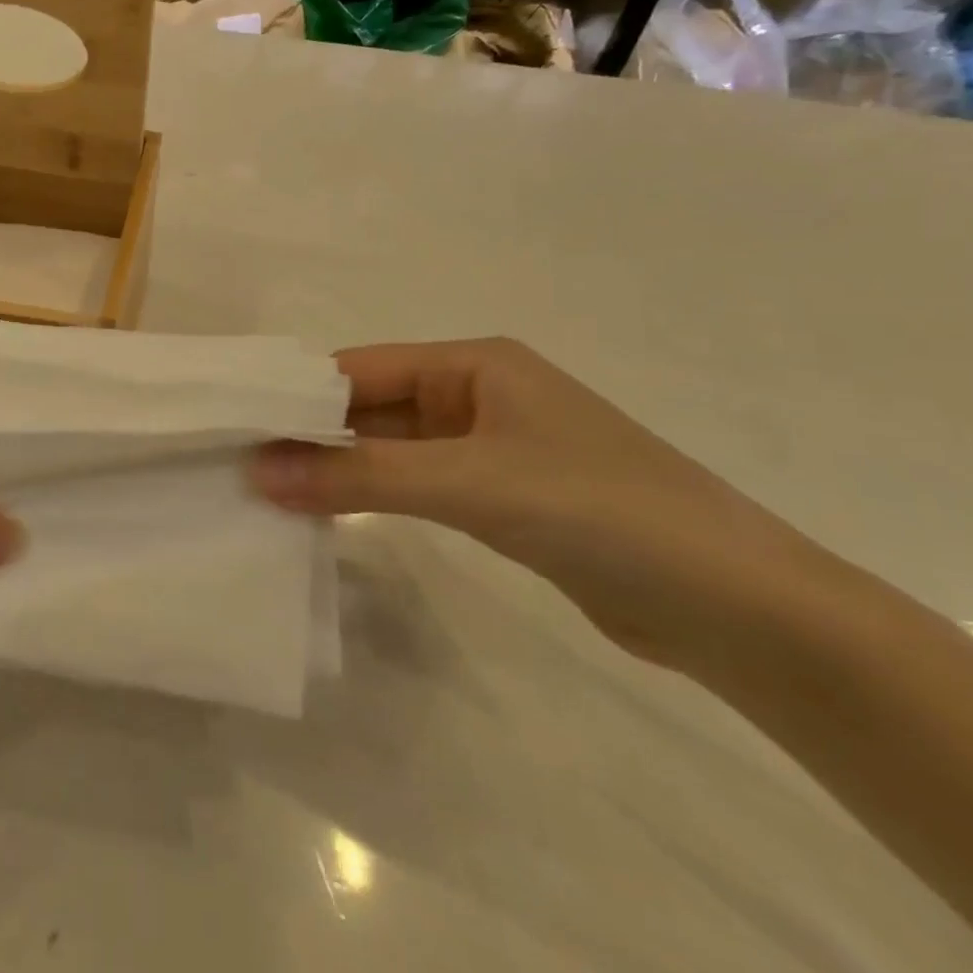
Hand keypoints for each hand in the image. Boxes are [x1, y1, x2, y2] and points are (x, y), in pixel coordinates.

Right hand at [251, 338, 830, 664]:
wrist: (736, 608)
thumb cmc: (599, 510)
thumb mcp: (469, 482)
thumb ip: (359, 475)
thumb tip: (257, 472)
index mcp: (474, 363)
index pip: (361, 368)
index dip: (298, 395)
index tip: (237, 424)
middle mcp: (476, 394)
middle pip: (372, 405)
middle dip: (312, 434)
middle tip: (240, 464)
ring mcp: (489, 447)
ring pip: (391, 448)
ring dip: (339, 467)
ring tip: (269, 491)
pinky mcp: (500, 497)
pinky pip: (416, 483)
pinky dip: (374, 494)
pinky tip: (330, 513)